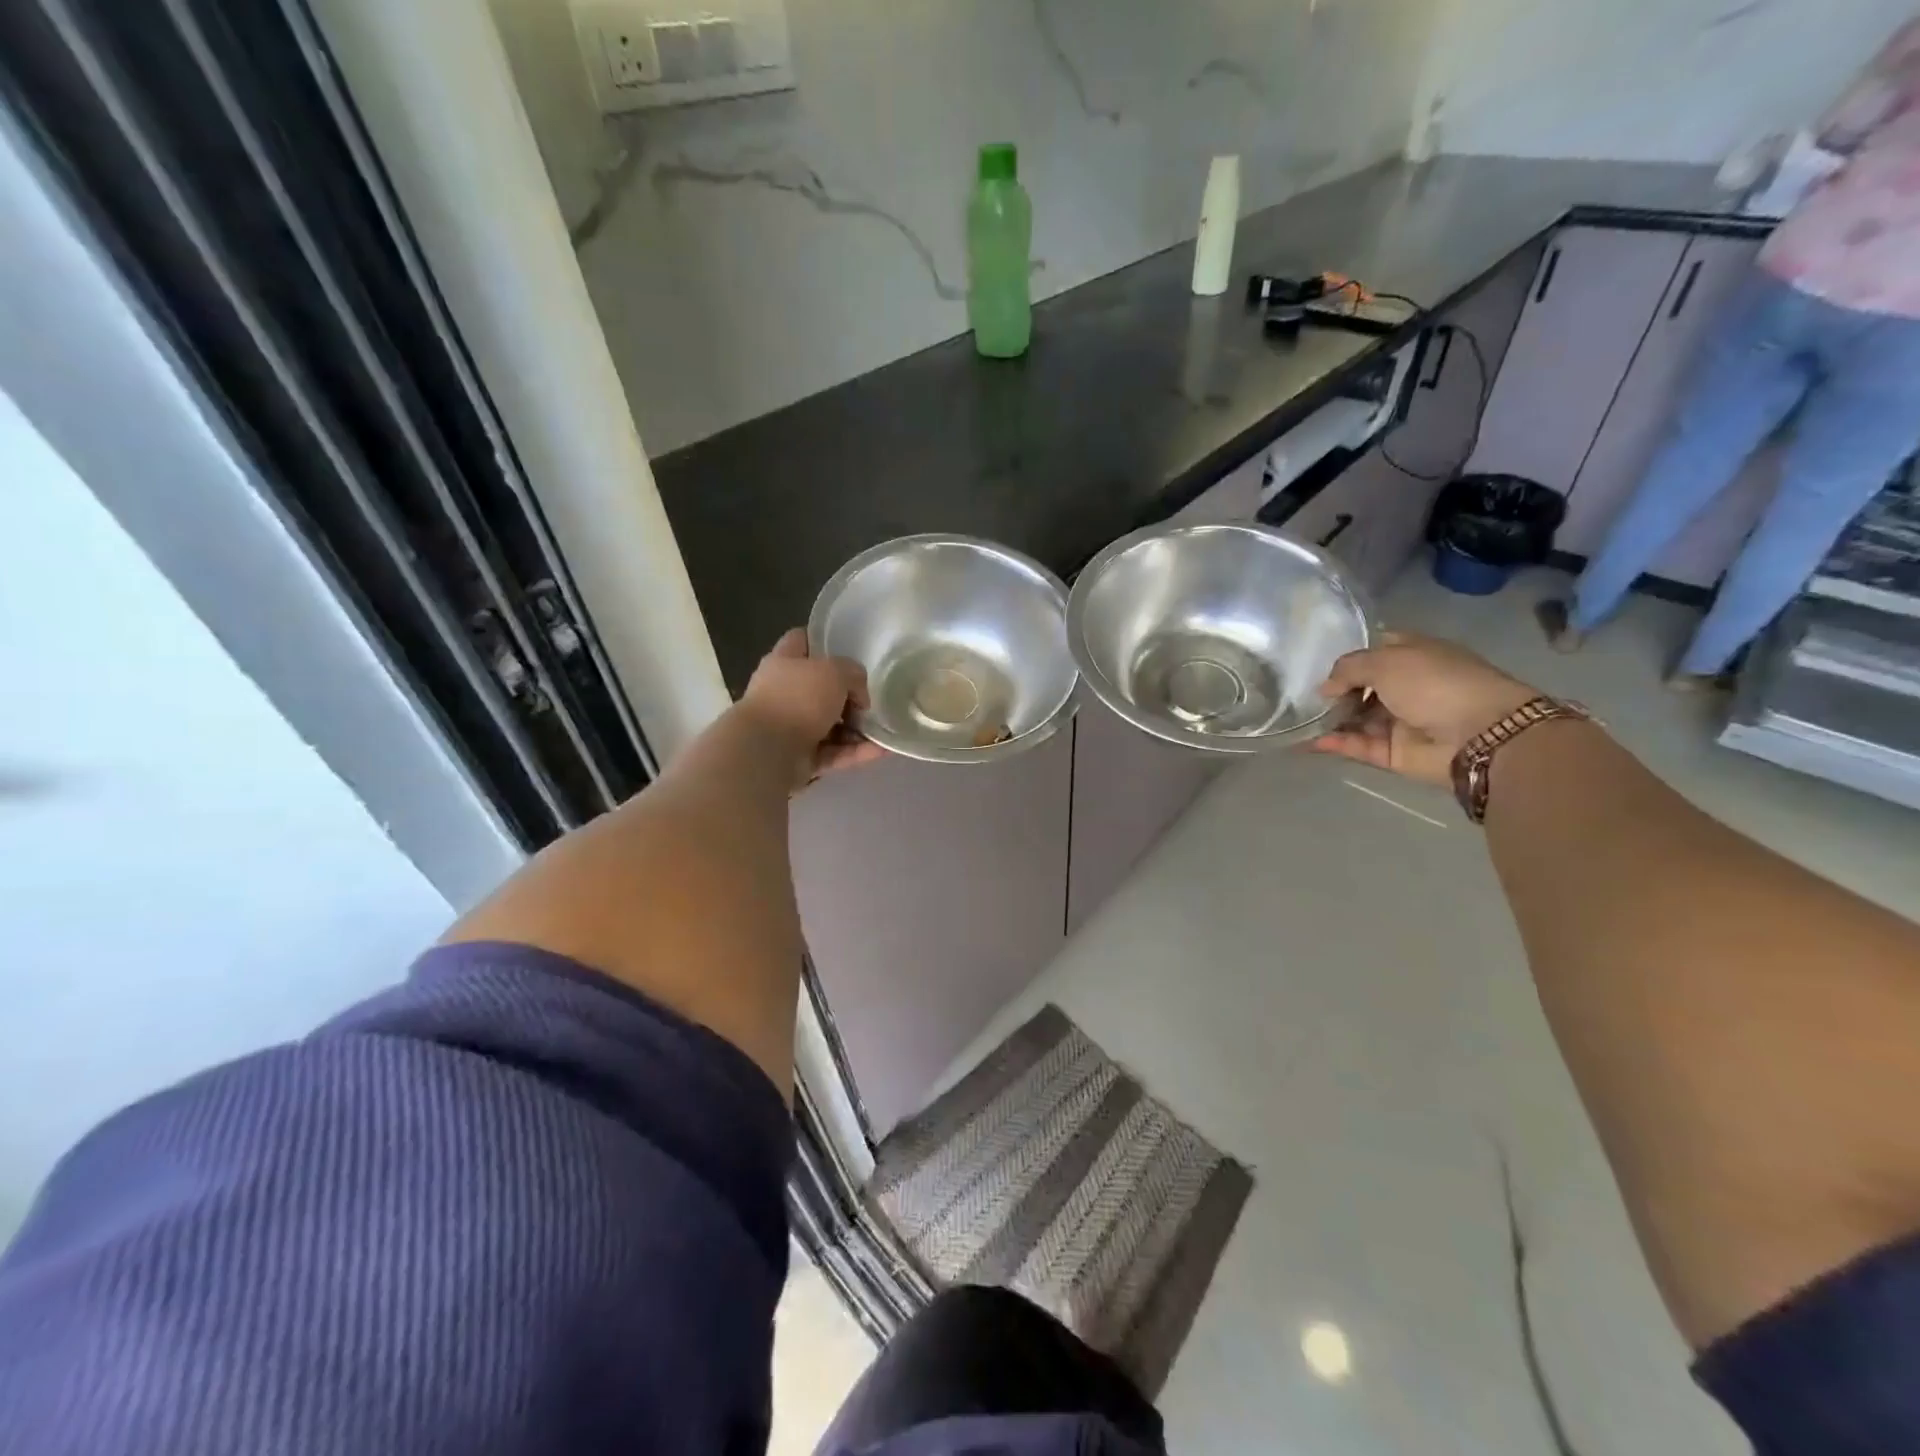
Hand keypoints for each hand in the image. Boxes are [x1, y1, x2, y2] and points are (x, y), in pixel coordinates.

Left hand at [740, 629, 883, 789]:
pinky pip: (833, 752)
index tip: (850, 649)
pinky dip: (855, 752)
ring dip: (857, 728)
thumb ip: (853, 674)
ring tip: (883, 730)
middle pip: (820, 688)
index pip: (801, 641)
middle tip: (871, 700)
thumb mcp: (834, 672)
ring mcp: (791, 727)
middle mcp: (784, 693)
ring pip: (830, 724)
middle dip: (848, 695)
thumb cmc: (798, 699)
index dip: (823, 641)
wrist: (768, 751)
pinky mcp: (800, 757)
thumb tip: (859, 696)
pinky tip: (882, 751)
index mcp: (784, 662)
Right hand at [1308, 632, 1536, 786]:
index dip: (1349, 658)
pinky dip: (1336, 744)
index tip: (1317, 665)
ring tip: (1301, 720)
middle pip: (1362, 688)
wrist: (1480, 734)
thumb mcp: (1385, 660)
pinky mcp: (1396, 753)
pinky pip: (1360, 746)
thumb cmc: (1435, 683)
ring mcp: (1402, 721)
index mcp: (1414, 655)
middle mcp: (1408, 686)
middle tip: (1304, 696)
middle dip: (1335, 692)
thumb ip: (1347, 669)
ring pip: (1358, 719)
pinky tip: (1310, 742)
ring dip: (1332, 719)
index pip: (1375, 652)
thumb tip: (1326, 688)